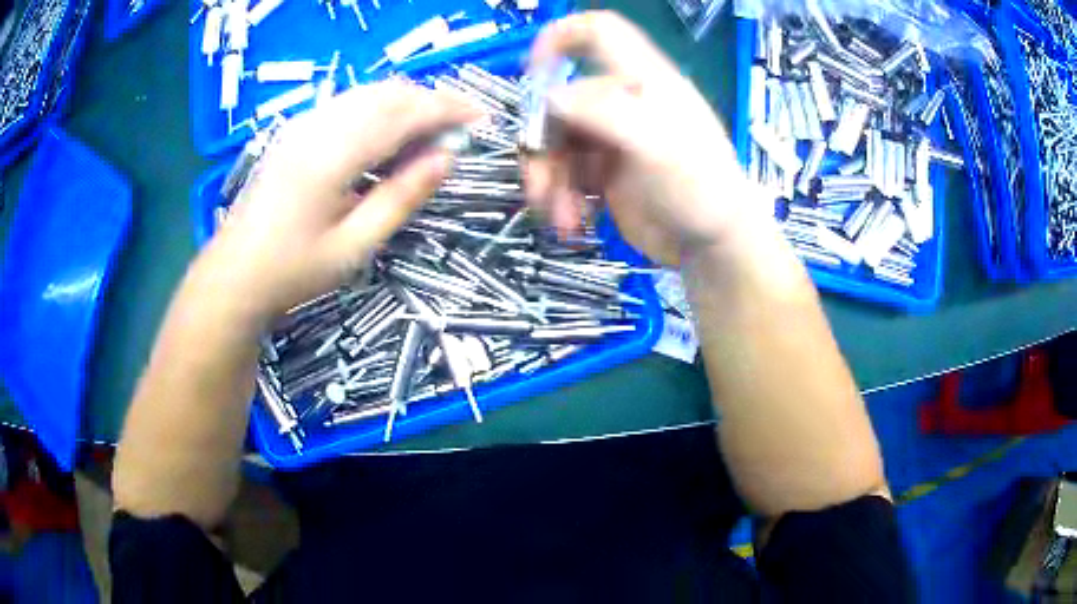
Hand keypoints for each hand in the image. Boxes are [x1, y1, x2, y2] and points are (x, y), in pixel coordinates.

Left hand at [204, 81, 477, 319]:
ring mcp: (303, 124)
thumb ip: (402, 196)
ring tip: (432, 129)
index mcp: (334, 155)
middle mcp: (318, 126)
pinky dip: (380, 107)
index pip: (404, 113)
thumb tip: (447, 158)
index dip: (447, 109)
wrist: (235, 274)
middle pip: (388, 93)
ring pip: (368, 93)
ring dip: (406, 102)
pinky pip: (348, 103)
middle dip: (431, 101)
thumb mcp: (356, 245)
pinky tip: (389, 132)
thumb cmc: (295, 270)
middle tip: (461, 126)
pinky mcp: (295, 130)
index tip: (481, 118)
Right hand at [527, 11, 760, 265]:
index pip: (600, 32)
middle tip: (540, 189)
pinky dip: (561, 197)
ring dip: (550, 181)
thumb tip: (551, 98)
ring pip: (557, 143)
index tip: (533, 75)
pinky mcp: (603, 170)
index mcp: (642, 80)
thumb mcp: (658, 147)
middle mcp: (621, 101)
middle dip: (543, 146)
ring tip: (561, 219)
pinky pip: (565, 173)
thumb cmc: (700, 189)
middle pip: (559, 101)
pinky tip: (572, 223)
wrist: (713, 246)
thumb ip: (605, 114)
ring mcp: (610, 136)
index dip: (561, 38)